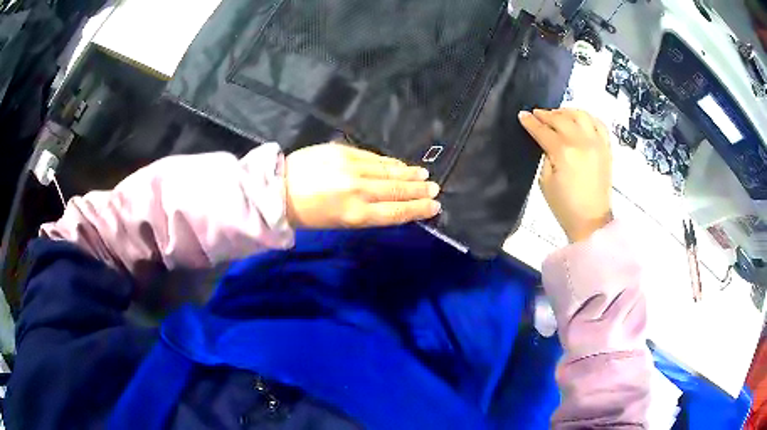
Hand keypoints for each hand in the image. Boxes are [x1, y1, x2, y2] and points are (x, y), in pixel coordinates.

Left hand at [284, 143, 440, 228]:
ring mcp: (351, 168)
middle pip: (397, 190)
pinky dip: (390, 162)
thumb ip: (367, 212)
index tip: (434, 206)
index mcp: (356, 214)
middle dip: (419, 190)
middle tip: (435, 188)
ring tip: (424, 175)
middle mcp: (358, 190)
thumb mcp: (339, 223)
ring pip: (388, 171)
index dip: (418, 209)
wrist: (279, 190)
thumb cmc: (308, 215)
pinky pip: (374, 157)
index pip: (396, 212)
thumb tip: (391, 203)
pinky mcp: (343, 152)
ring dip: (409, 174)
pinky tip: (400, 165)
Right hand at [519, 108, 612, 242]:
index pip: (543, 130)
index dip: (530, 122)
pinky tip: (580, 120)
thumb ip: (545, 155)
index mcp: (564, 152)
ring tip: (558, 115)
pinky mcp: (606, 148)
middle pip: (561, 118)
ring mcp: (597, 143)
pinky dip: (588, 117)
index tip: (522, 115)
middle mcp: (582, 142)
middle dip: (546, 114)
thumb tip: (544, 140)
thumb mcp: (545, 182)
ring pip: (580, 115)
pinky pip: (599, 123)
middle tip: (537, 115)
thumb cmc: (564, 206)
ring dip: (566, 111)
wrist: (591, 221)